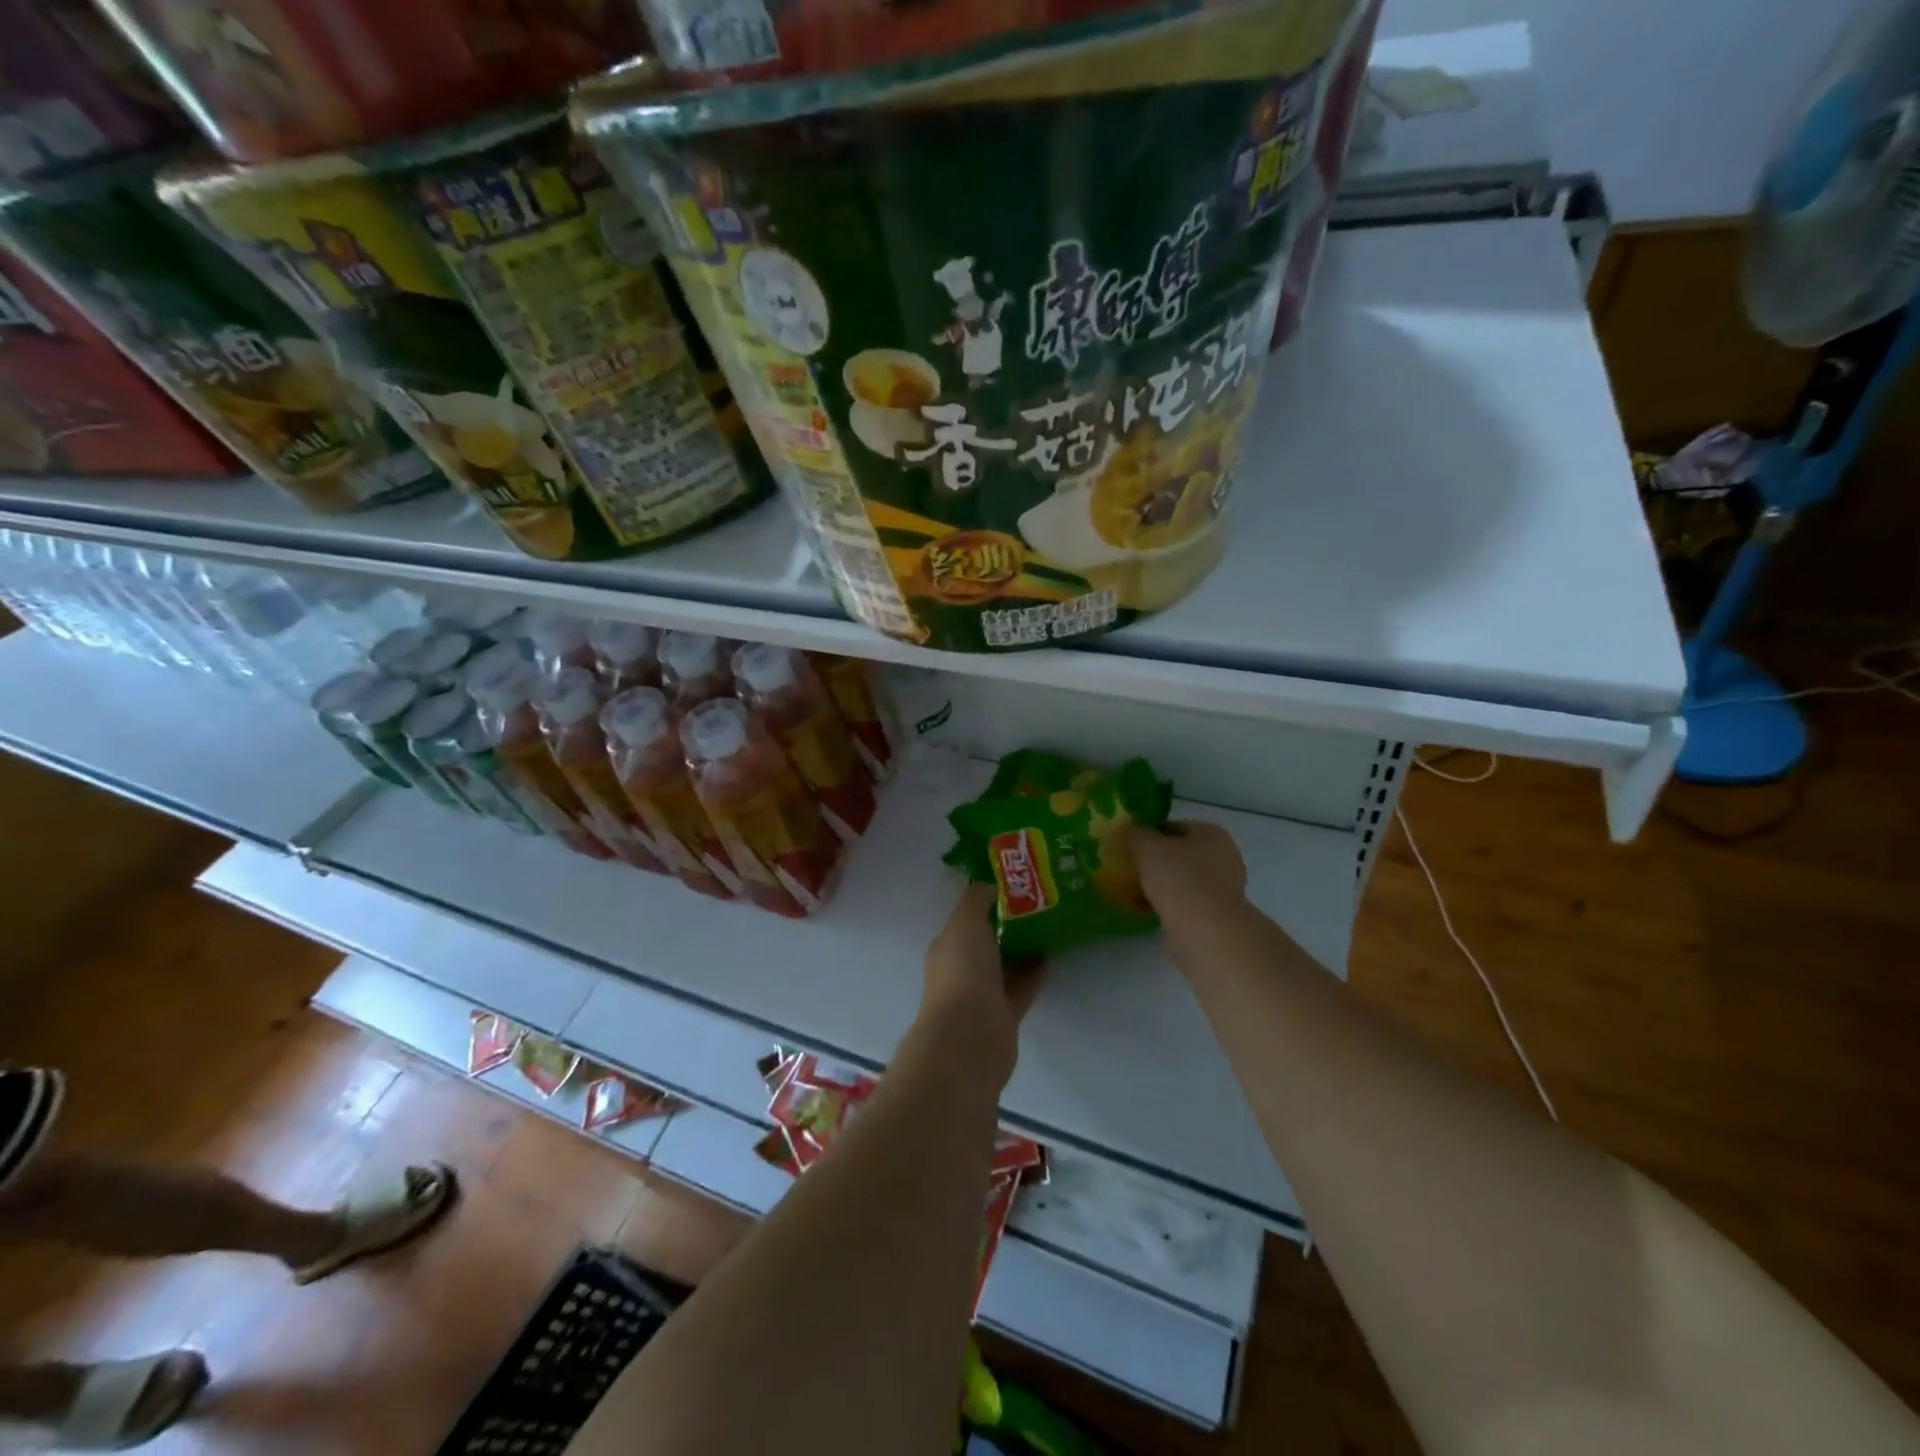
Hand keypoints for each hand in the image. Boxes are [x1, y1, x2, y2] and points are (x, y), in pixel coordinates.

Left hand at [918, 883, 1044, 1086]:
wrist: (970, 1037)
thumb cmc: (963, 972)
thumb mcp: (966, 923)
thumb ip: (976, 900)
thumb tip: (988, 885)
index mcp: (948, 946)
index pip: (968, 919)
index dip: (988, 902)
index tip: (1016, 886)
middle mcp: (962, 969)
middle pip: (988, 941)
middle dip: (1010, 924)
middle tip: (1040, 902)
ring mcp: (983, 994)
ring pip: (1006, 964)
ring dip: (1025, 948)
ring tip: (1052, 924)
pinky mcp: (1005, 1015)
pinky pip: (1022, 987)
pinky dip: (1035, 972)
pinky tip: (1053, 954)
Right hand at [1129, 821, 1247, 927]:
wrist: (1204, 930)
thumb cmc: (1178, 878)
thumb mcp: (1147, 846)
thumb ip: (1135, 834)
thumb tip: (1130, 830)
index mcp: (1211, 833)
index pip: (1173, 826)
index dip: (1148, 833)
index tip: (1127, 846)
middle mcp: (1223, 857)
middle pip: (1179, 854)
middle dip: (1154, 861)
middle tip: (1128, 868)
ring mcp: (1222, 888)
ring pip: (1181, 880)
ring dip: (1160, 885)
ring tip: (1132, 891)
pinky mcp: (1216, 915)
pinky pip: (1184, 903)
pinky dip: (1166, 905)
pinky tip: (1146, 910)